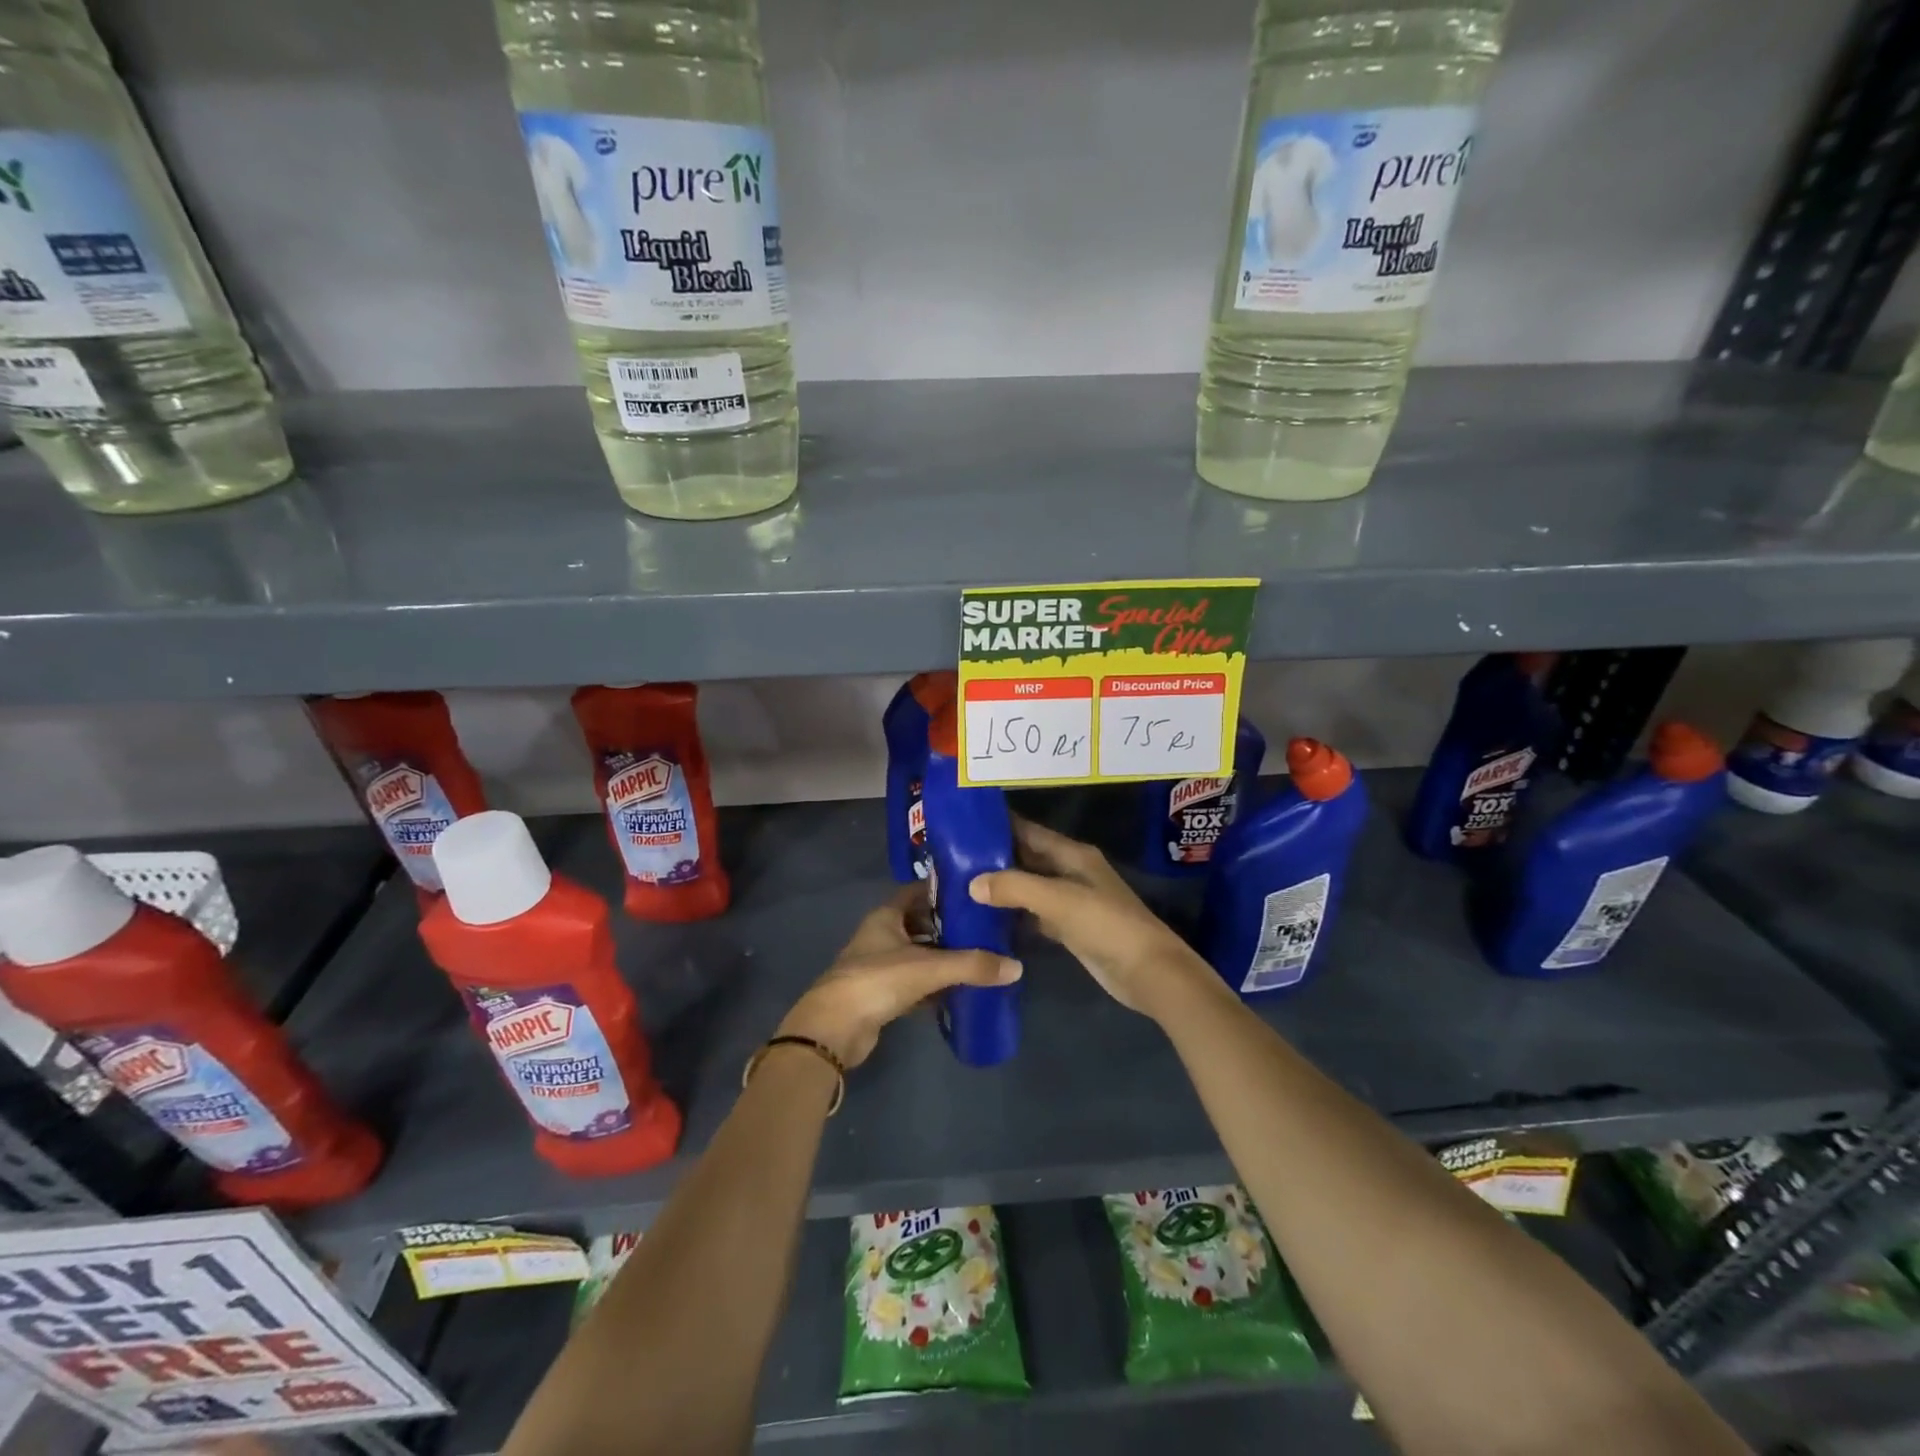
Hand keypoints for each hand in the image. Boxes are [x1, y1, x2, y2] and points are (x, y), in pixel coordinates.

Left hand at [776, 884, 1021, 1068]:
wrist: (835, 1028)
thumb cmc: (878, 981)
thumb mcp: (929, 967)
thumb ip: (972, 965)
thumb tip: (1015, 967)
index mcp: (886, 916)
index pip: (918, 892)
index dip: (943, 890)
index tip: (974, 891)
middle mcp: (881, 935)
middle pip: (920, 923)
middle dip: (949, 925)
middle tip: (984, 927)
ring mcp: (879, 965)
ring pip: (918, 954)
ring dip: (943, 957)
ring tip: (979, 957)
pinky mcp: (881, 995)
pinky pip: (914, 983)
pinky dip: (934, 985)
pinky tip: (959, 991)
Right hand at [968, 817, 1220, 1017]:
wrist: (1147, 972)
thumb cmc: (1106, 925)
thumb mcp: (1059, 900)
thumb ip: (1015, 887)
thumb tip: (972, 883)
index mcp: (1073, 854)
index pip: (1030, 831)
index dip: (1000, 826)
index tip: (964, 825)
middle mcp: (1071, 872)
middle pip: (1027, 858)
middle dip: (994, 857)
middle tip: (952, 858)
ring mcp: (1071, 901)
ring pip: (1029, 887)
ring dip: (1001, 887)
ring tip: (959, 885)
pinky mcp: (1069, 928)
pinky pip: (1034, 914)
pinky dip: (1013, 914)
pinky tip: (986, 919)